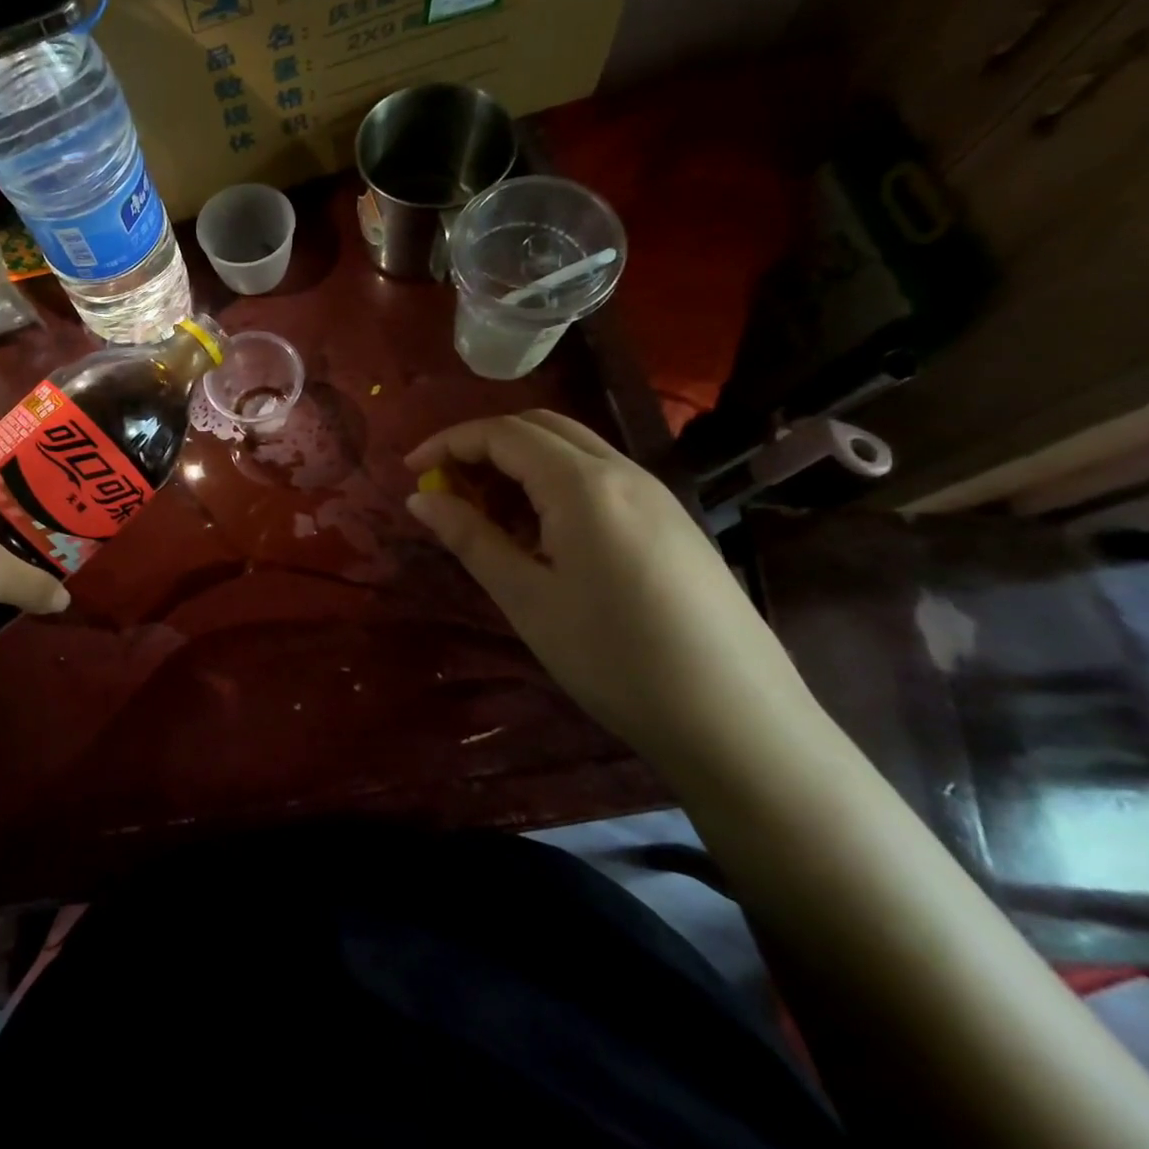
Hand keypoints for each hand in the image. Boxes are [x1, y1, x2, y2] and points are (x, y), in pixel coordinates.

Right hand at [405, 411, 814, 765]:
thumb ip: (470, 539)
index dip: (448, 442)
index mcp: (584, 484)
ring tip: (485, 513)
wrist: (738, 722)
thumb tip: (420, 498)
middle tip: (445, 485)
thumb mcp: (527, 599)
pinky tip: (541, 534)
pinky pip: (600, 479)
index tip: (409, 470)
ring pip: (573, 450)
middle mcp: (623, 472)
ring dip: (519, 463)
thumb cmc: (615, 658)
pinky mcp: (673, 523)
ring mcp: (656, 495)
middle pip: (541, 427)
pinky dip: (554, 484)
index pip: (503, 433)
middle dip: (483, 444)